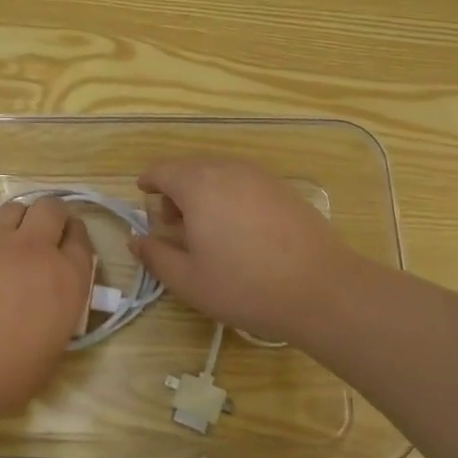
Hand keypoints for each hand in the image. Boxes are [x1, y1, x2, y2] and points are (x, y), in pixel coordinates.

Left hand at [0, 195, 94, 420]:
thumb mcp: (45, 360)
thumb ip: (53, 327)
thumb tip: (45, 318)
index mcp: (65, 280)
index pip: (82, 241)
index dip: (78, 239)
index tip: (71, 247)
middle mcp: (33, 251)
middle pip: (51, 209)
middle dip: (54, 216)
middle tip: (49, 235)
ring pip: (14, 209)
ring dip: (21, 219)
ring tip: (15, 242)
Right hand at [129, 157, 375, 348]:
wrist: (321, 288)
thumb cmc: (245, 285)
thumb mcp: (189, 281)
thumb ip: (156, 256)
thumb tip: (137, 240)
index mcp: (198, 185)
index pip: (163, 170)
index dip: (149, 182)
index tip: (143, 194)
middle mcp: (227, 170)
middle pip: (190, 168)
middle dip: (175, 189)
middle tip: (173, 223)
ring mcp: (259, 176)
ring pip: (219, 173)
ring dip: (203, 192)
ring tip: (206, 228)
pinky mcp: (283, 188)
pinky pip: (243, 182)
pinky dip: (230, 195)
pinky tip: (238, 228)